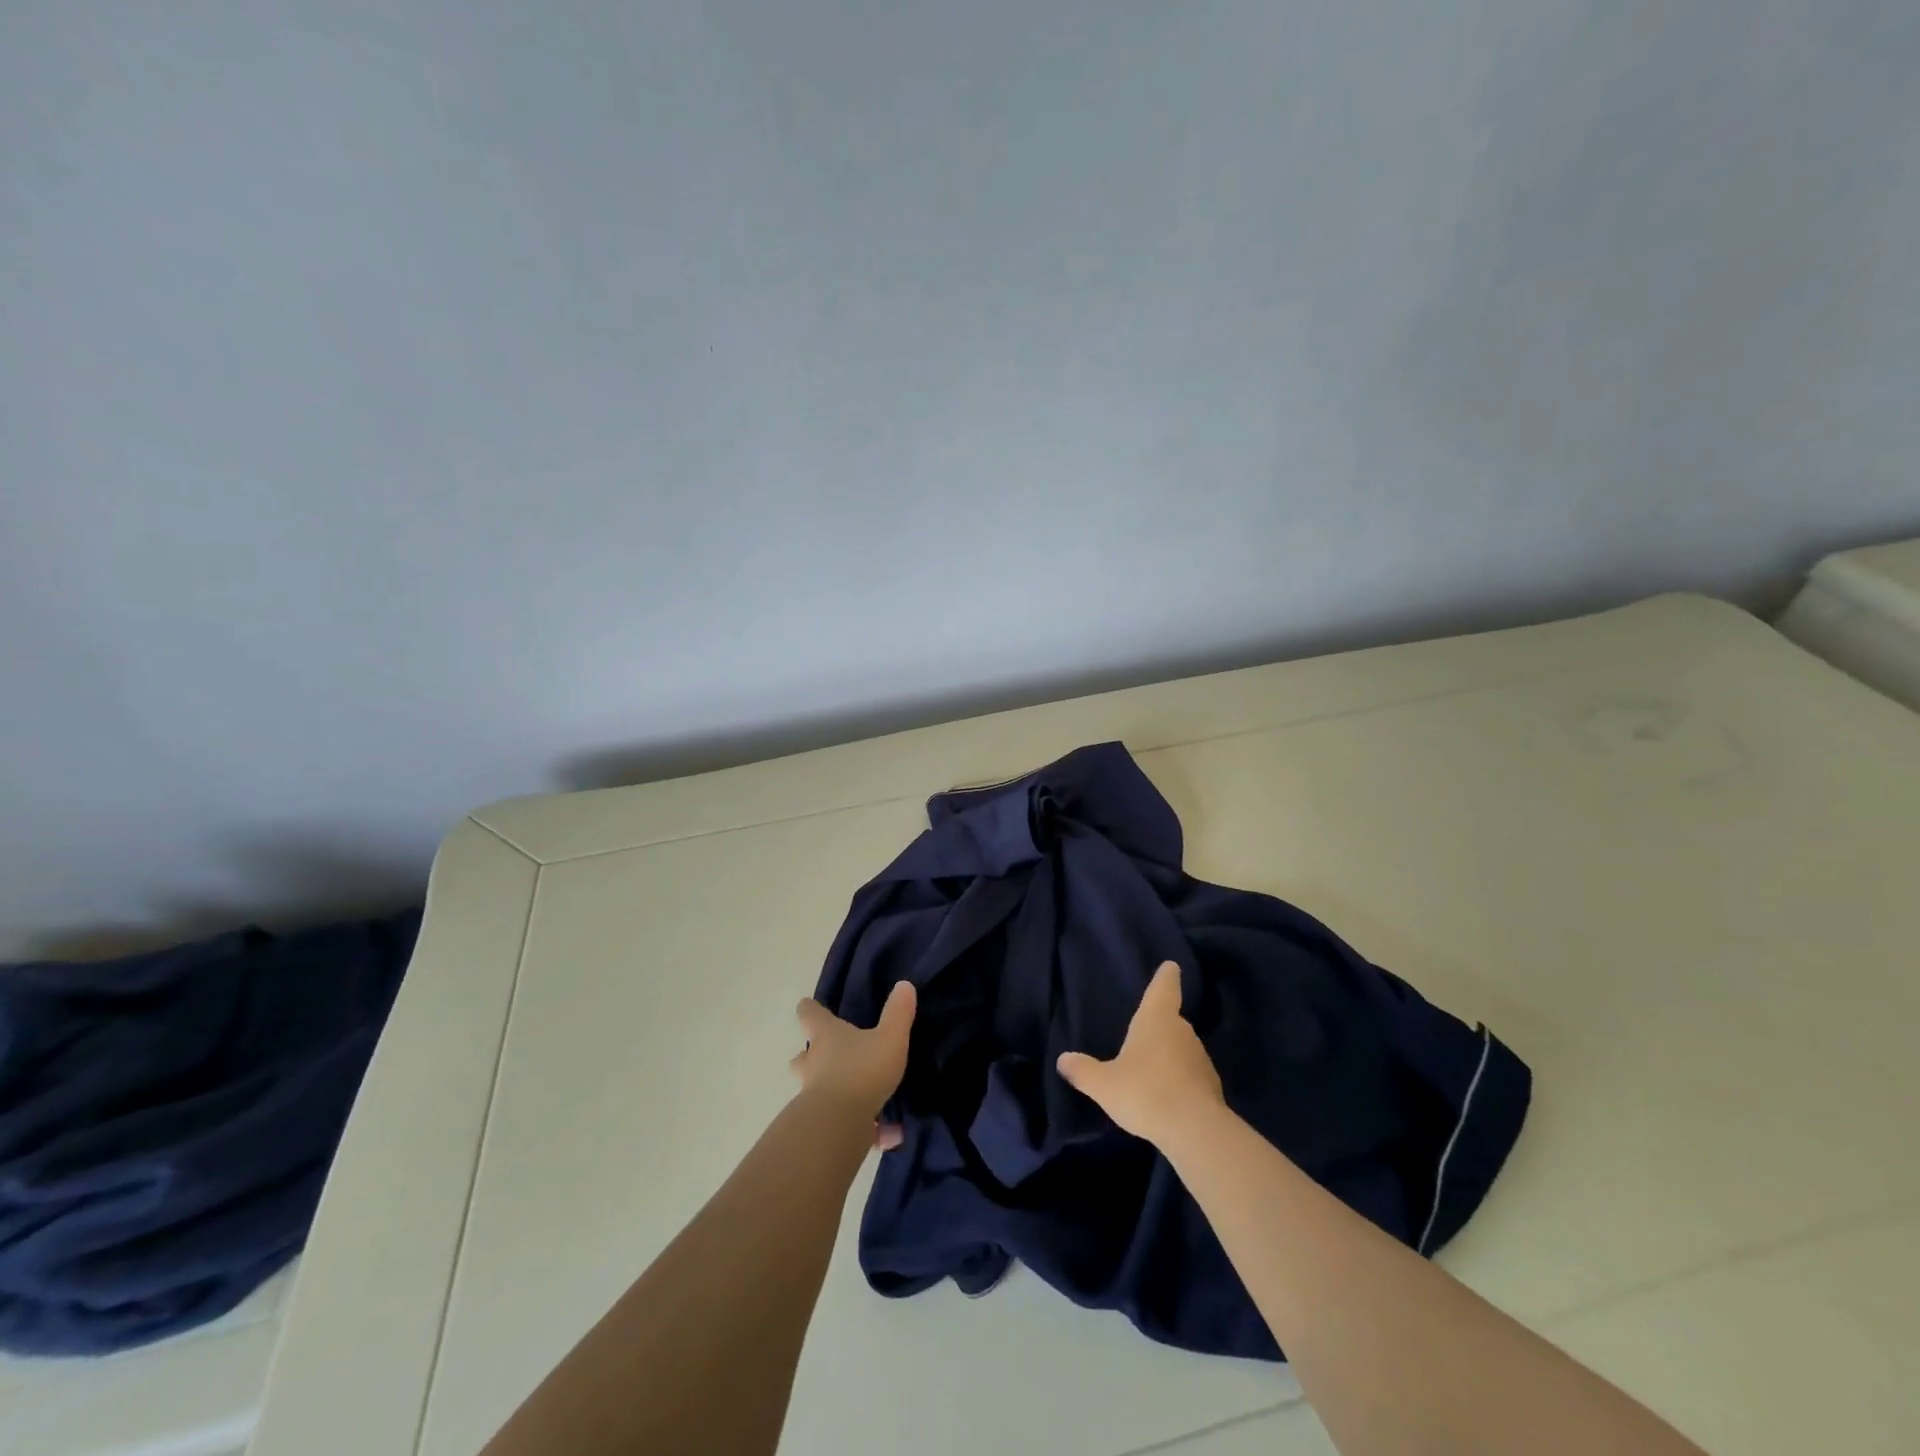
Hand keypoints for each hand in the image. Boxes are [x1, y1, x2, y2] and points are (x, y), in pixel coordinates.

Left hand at [791, 981, 916, 1149]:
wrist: (839, 1125)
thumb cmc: (862, 1070)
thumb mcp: (890, 1038)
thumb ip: (898, 1013)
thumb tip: (904, 985)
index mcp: (827, 1036)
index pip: (810, 1014)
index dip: (810, 1009)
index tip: (808, 1005)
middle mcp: (814, 1063)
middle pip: (802, 1057)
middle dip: (810, 1056)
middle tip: (828, 1056)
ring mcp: (813, 1096)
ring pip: (817, 1090)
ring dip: (833, 1091)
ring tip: (861, 1097)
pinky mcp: (823, 1125)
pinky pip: (842, 1123)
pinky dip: (861, 1128)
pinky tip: (887, 1135)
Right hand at [1057, 961, 1224, 1149]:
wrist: (1194, 1131)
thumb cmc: (1144, 1091)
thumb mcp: (1103, 1084)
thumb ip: (1082, 1071)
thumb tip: (1063, 1059)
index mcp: (1156, 1018)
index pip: (1164, 987)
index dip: (1166, 976)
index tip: (1171, 966)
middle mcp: (1182, 1031)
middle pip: (1171, 1020)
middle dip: (1159, 1025)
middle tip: (1141, 1035)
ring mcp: (1201, 1058)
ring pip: (1182, 1048)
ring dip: (1169, 1055)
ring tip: (1150, 1072)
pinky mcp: (1212, 1087)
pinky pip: (1191, 1075)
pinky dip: (1180, 1080)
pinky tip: (1166, 1098)